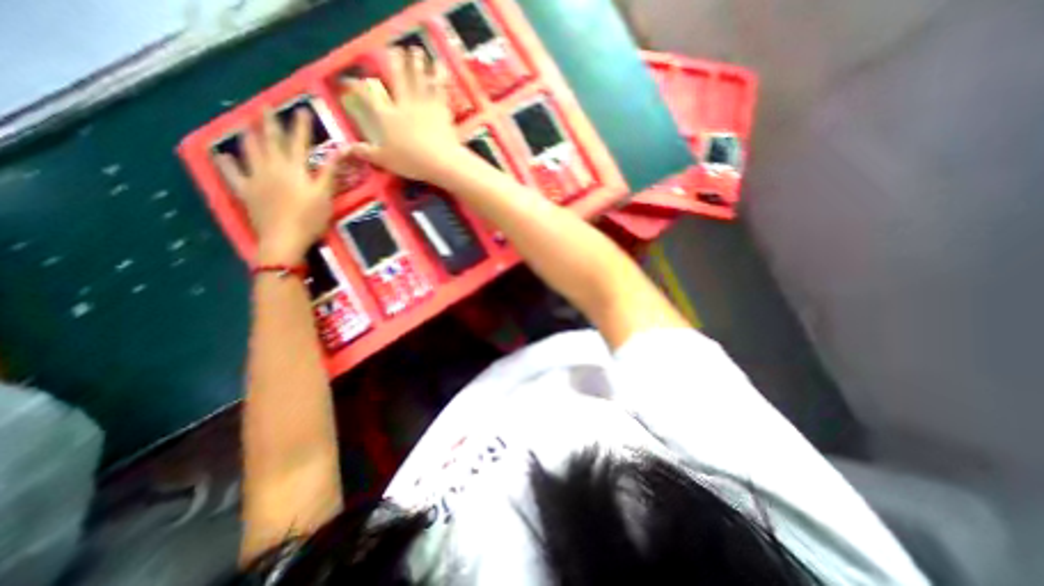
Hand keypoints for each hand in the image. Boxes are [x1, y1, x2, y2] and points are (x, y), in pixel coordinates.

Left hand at [217, 108, 332, 264]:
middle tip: (265, 106)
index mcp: (294, 169)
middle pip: (271, 141)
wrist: (284, 240)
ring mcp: (255, 178)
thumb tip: (341, 151)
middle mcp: (272, 167)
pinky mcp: (246, 192)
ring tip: (246, 123)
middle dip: (270, 122)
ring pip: (249, 151)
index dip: (301, 125)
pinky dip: (227, 163)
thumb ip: (330, 171)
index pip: (299, 141)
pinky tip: (223, 155)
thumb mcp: (325, 195)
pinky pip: (232, 174)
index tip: (303, 110)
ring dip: (248, 135)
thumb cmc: (310, 219)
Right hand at [344, 47, 467, 184]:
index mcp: (387, 117)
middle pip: (397, 78)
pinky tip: (440, 65)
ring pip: (418, 78)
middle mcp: (403, 104)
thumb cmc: (411, 162)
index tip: (355, 80)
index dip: (360, 86)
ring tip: (415, 51)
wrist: (439, 161)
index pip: (370, 96)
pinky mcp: (441, 108)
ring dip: (416, 63)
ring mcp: (423, 104)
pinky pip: (440, 88)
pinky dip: (440, 75)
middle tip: (394, 51)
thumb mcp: (385, 160)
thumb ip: (367, 153)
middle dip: (394, 63)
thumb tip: (348, 149)